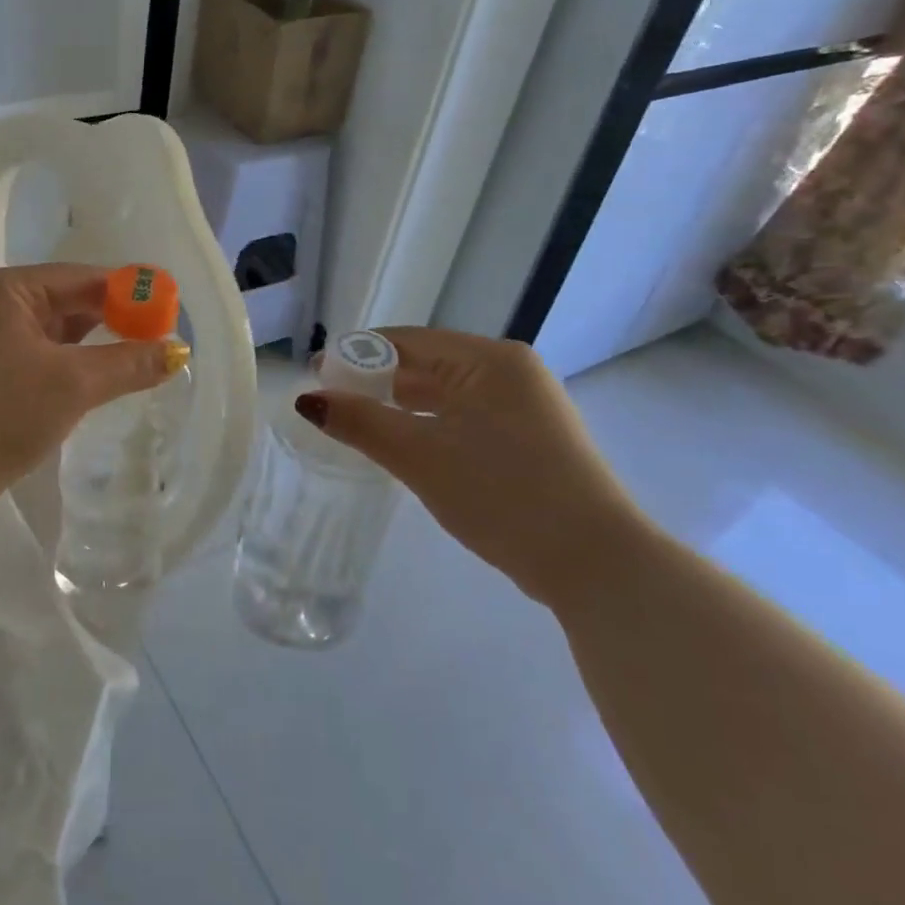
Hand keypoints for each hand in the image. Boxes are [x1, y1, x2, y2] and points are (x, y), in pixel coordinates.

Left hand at [0, 264, 183, 528]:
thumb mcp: (71, 386)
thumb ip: (128, 363)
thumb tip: (179, 351)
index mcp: (3, 287)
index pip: (82, 277)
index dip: (130, 294)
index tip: (170, 315)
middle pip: (65, 300)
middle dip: (111, 321)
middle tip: (158, 341)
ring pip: (49, 331)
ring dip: (88, 346)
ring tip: (134, 361)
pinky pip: (31, 353)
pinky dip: (63, 364)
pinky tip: (91, 380)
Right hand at [295, 328, 650, 607]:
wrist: (596, 564)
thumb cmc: (502, 494)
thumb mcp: (420, 455)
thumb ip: (361, 422)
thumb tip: (308, 400)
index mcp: (489, 360)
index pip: (406, 340)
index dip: (356, 355)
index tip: (316, 376)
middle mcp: (511, 372)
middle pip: (427, 363)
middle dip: (377, 380)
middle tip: (333, 404)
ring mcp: (526, 405)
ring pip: (447, 393)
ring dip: (402, 405)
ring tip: (360, 424)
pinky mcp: (531, 438)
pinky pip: (466, 416)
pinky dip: (431, 424)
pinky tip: (407, 445)